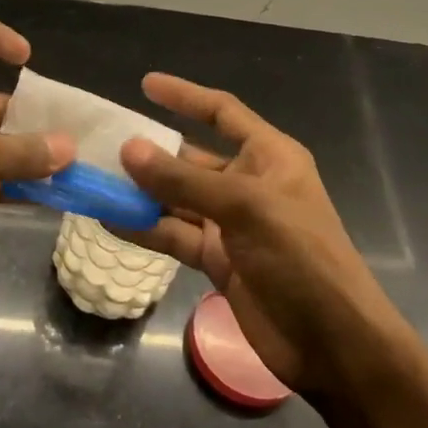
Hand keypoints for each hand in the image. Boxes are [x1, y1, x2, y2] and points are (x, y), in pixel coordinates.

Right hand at [119, 73, 407, 395]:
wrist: (332, 343)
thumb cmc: (301, 257)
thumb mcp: (245, 208)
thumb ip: (183, 181)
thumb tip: (128, 149)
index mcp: (269, 157)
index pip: (222, 113)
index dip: (186, 96)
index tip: (145, 84)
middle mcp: (248, 184)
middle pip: (191, 158)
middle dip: (151, 153)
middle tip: (102, 145)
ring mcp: (231, 225)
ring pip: (176, 199)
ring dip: (141, 193)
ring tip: (96, 182)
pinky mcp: (217, 260)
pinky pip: (174, 235)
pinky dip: (145, 229)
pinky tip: (110, 221)